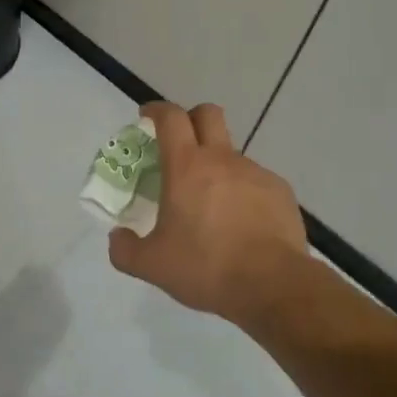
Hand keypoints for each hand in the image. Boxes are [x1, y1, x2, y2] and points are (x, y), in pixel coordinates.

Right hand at [107, 101, 308, 324]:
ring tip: (213, 205)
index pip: (171, 118)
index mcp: (187, 166)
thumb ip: (126, 250)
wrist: (273, 285)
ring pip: (232, 154)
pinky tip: (243, 224)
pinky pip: (256, 181)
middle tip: (182, 142)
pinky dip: (244, 193)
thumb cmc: (207, 267)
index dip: (157, 110)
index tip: (148, 116)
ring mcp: (254, 172)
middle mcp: (222, 159)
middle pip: (208, 114)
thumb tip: (117, 237)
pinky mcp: (279, 191)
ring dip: (219, 166)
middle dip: (192, 118)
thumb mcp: (154, 266)